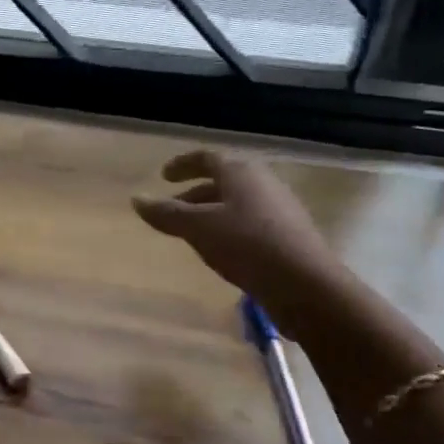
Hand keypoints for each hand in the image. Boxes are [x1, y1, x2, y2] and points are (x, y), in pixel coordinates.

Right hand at [132, 149, 348, 336]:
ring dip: (211, 213)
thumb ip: (166, 213)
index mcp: (240, 172)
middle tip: (172, 209)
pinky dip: (228, 228)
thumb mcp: (198, 228)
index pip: (206, 158)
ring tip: (191, 233)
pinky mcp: (289, 235)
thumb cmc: (246, 245)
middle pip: (223, 181)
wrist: (306, 285)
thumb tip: (137, 199)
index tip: (163, 176)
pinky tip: (220, 250)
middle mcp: (263, 182)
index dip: (182, 164)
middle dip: (194, 193)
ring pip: (236, 203)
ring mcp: (280, 208)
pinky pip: (250, 222)